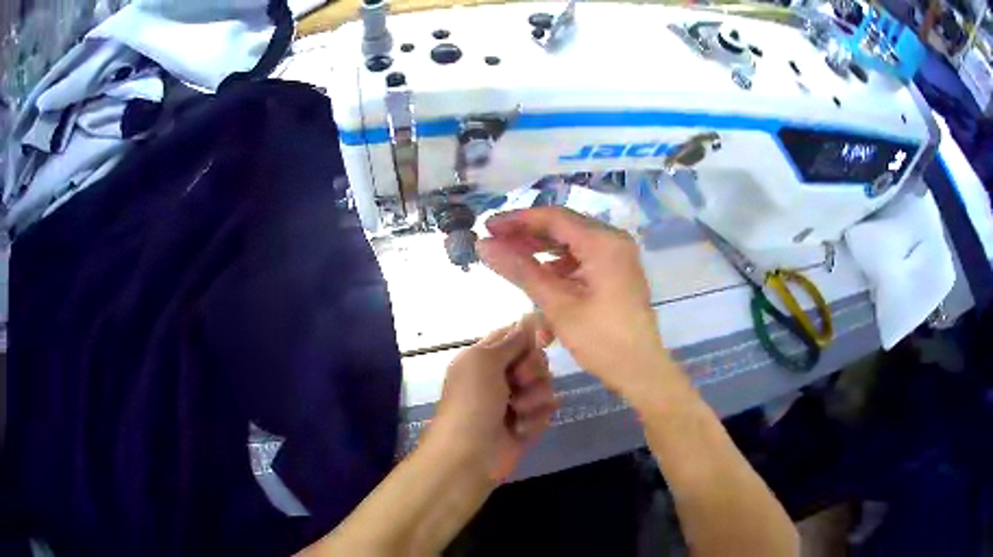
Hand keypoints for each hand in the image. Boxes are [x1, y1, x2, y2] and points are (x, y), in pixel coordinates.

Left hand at [428, 315, 555, 482]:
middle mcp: (501, 375)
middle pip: (536, 358)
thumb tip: (529, 318)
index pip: (515, 334)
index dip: (531, 334)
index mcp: (484, 357)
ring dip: (534, 397)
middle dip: (533, 369)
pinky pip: (548, 408)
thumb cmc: (471, 403)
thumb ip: (510, 340)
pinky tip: (520, 429)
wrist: (470, 455)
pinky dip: (535, 418)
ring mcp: (516, 400)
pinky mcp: (529, 422)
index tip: (544, 339)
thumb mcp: (483, 361)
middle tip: (518, 382)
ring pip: (546, 383)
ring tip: (516, 411)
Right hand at [476, 208, 677, 400]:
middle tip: (493, 242)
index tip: (487, 227)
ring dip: (540, 253)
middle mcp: (613, 241)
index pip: (554, 218)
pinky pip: (581, 260)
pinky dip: (558, 268)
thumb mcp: (557, 304)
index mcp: (604, 242)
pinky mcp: (616, 273)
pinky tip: (538, 280)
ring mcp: (617, 257)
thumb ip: (520, 270)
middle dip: (526, 236)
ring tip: (509, 261)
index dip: (517, 220)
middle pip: (563, 228)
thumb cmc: (601, 339)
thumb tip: (484, 245)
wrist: (640, 371)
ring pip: (570, 244)